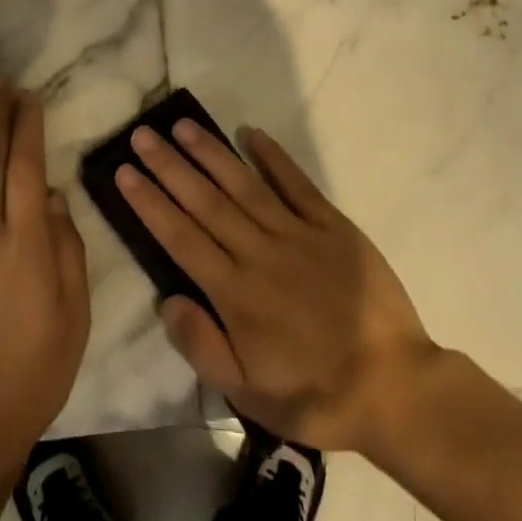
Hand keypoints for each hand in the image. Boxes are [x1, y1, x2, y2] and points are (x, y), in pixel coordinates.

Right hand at [116, 120, 439, 452]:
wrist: (396, 388)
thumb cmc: (315, 394)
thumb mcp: (249, 394)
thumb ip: (203, 347)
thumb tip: (166, 300)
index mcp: (236, 294)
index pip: (181, 238)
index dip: (150, 203)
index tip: (125, 171)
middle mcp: (260, 254)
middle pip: (206, 202)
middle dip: (170, 166)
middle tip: (143, 134)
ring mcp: (298, 235)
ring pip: (245, 185)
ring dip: (212, 153)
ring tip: (183, 125)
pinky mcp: (333, 226)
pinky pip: (297, 185)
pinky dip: (274, 157)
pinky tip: (251, 133)